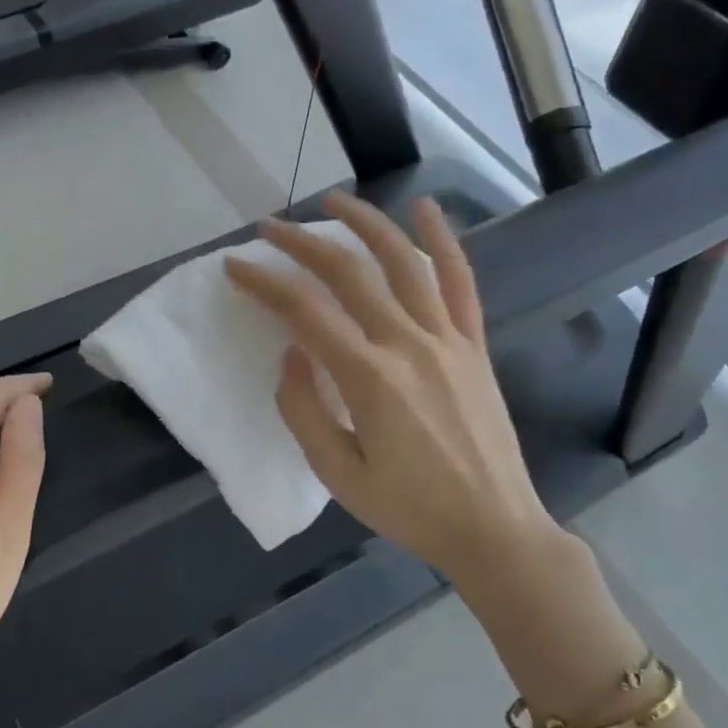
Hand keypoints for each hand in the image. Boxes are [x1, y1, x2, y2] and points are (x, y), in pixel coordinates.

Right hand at [225, 191, 555, 590]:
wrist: (492, 526)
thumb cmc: (409, 508)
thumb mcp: (338, 473)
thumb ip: (304, 410)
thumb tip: (290, 353)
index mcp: (369, 379)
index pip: (304, 312)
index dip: (264, 283)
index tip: (236, 266)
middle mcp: (408, 344)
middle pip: (348, 273)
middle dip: (302, 244)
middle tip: (269, 229)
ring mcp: (447, 339)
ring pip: (403, 262)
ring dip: (366, 223)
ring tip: (334, 200)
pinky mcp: (474, 345)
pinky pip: (460, 281)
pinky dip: (442, 241)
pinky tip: (425, 209)